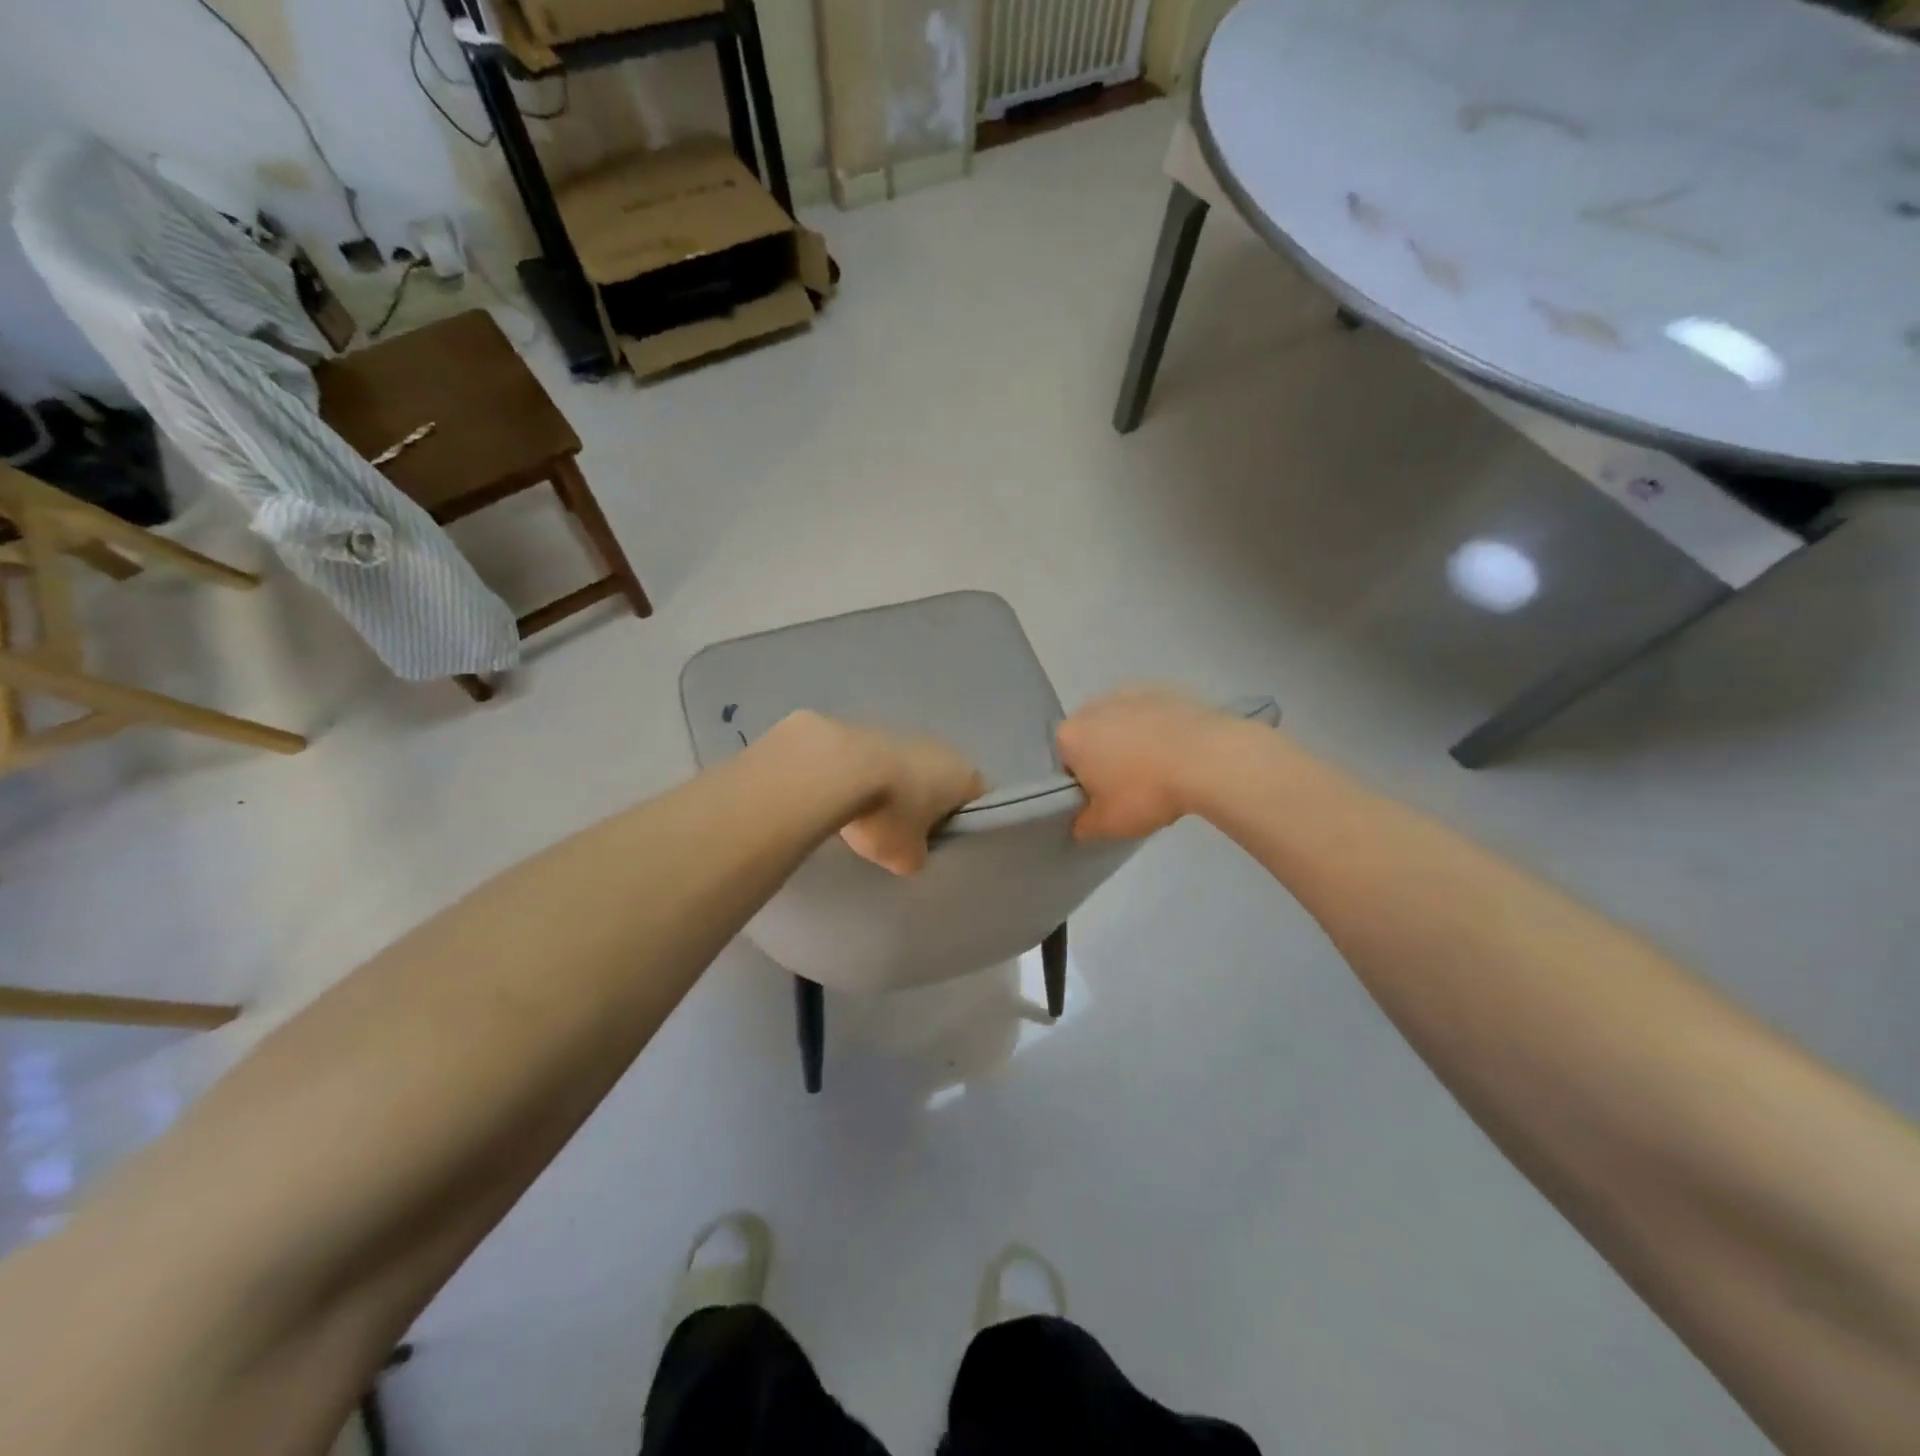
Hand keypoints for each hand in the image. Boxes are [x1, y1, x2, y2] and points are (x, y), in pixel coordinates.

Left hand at [825, 721, 983, 875]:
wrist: (835, 766)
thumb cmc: (888, 813)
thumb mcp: (906, 857)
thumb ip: (918, 857)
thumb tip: (911, 852)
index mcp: (965, 777)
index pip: (980, 801)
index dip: (965, 824)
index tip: (944, 842)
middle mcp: (942, 749)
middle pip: (942, 783)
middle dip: (926, 805)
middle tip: (906, 834)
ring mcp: (904, 733)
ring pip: (908, 770)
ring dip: (894, 789)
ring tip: (869, 816)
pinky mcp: (868, 728)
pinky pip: (877, 762)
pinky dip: (867, 778)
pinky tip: (846, 798)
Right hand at [1056, 687, 1239, 840]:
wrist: (1208, 759)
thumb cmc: (1146, 792)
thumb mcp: (1107, 825)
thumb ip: (1083, 825)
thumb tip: (1080, 823)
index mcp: (1071, 736)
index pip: (1065, 763)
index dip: (1082, 784)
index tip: (1104, 800)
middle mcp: (1093, 706)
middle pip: (1091, 738)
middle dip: (1104, 758)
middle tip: (1130, 787)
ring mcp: (1130, 692)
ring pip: (1121, 724)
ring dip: (1131, 742)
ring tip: (1159, 769)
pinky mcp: (1164, 689)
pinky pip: (1151, 715)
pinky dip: (1158, 730)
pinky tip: (1178, 752)